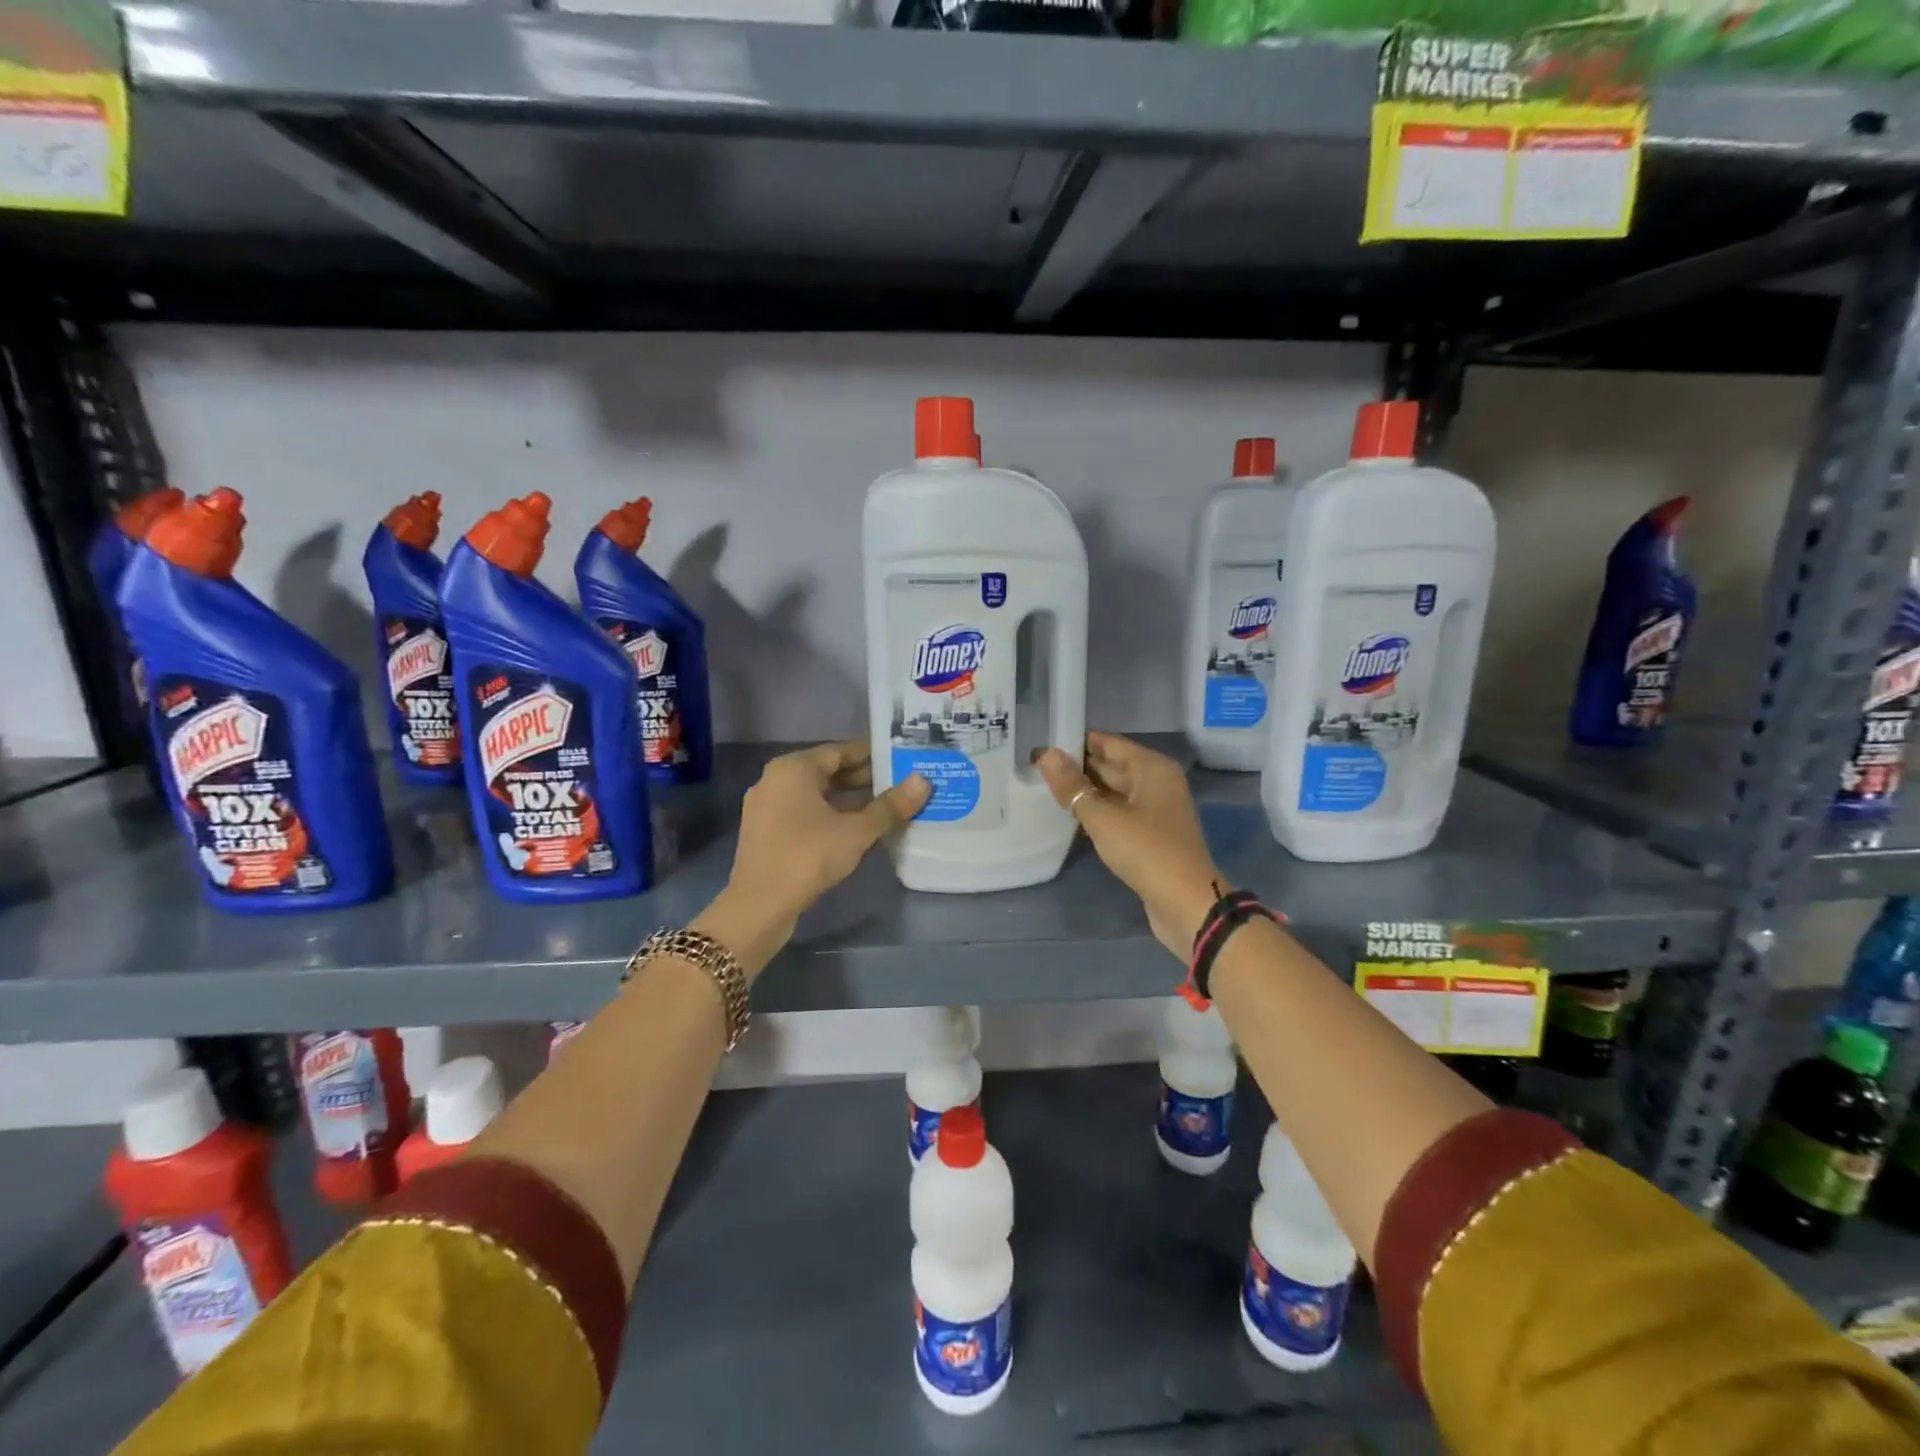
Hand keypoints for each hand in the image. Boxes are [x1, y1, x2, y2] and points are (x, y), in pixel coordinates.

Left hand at [698, 743, 929, 977]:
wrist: (759, 906)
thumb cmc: (808, 857)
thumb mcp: (856, 831)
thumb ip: (890, 806)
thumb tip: (923, 781)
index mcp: (793, 768)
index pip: (839, 751)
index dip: (873, 755)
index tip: (902, 760)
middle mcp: (776, 780)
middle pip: (827, 772)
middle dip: (864, 779)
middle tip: (901, 783)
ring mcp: (767, 807)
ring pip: (816, 795)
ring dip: (849, 800)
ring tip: (887, 806)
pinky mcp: (767, 832)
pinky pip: (804, 813)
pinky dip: (830, 816)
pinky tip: (857, 830)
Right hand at [1035, 732, 1221, 959]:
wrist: (1186, 904)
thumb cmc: (1147, 851)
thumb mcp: (1103, 817)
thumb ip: (1073, 787)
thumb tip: (1046, 754)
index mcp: (1152, 767)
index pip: (1107, 743)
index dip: (1074, 742)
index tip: (1040, 743)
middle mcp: (1156, 782)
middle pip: (1110, 765)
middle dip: (1076, 767)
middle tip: (1034, 766)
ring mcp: (1154, 809)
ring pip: (1112, 791)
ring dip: (1083, 791)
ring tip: (1042, 786)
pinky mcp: (1149, 834)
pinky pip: (1117, 812)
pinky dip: (1095, 811)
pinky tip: (1068, 814)